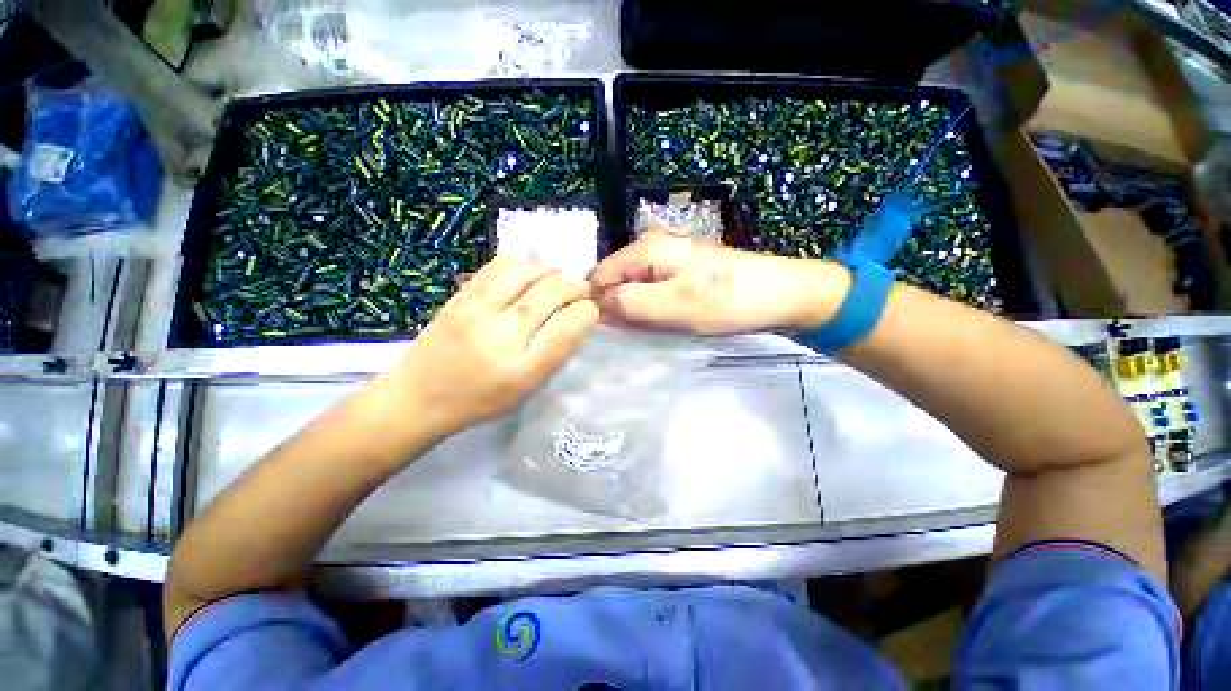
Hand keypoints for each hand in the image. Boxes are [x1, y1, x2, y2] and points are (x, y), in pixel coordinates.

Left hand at [372, 255, 597, 440]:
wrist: (418, 396)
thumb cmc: (480, 400)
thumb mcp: (527, 389)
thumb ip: (555, 355)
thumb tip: (578, 322)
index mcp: (522, 369)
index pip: (567, 327)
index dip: (586, 312)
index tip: (589, 311)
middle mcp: (501, 336)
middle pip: (549, 294)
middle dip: (574, 287)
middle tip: (580, 290)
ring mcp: (476, 312)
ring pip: (525, 274)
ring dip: (550, 270)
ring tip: (558, 275)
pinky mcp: (459, 298)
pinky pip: (496, 268)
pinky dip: (520, 261)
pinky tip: (531, 263)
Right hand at [588, 231, 850, 333]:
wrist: (781, 293)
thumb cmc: (727, 299)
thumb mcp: (674, 305)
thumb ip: (628, 303)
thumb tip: (594, 305)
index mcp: (645, 249)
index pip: (599, 277)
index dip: (597, 305)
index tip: (608, 333)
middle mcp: (651, 247)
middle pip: (614, 281)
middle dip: (616, 308)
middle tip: (633, 334)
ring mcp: (667, 258)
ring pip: (632, 288)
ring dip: (634, 310)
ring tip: (648, 330)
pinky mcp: (680, 271)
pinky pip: (651, 290)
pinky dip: (650, 307)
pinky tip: (661, 321)